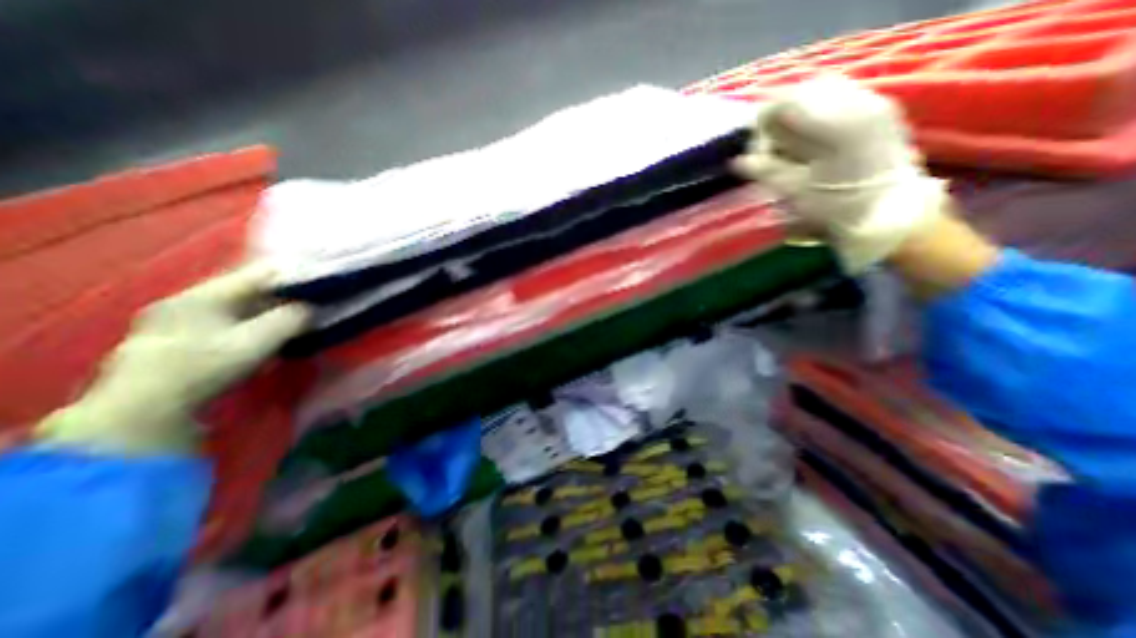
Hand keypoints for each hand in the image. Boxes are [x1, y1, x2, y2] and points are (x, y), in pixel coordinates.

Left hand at [34, 267, 309, 454]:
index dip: (293, 276)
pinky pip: (225, 322)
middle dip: (282, 296)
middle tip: (312, 304)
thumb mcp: (257, 342)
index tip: (321, 284)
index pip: (259, 273)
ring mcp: (176, 321)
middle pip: (247, 290)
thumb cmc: (204, 369)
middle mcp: (186, 300)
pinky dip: (250, 324)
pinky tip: (262, 337)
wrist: (143, 414)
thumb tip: (312, 308)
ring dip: (267, 312)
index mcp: (203, 294)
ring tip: (294, 321)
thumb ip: (290, 320)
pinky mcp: (176, 341)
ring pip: (236, 307)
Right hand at [733, 74, 945, 274]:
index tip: (751, 142)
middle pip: (805, 91)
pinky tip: (810, 138)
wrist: (891, 215)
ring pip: (823, 91)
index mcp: (834, 123)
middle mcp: (858, 102)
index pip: (786, 101)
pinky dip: (817, 115)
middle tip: (767, 144)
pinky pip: (840, 99)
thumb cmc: (837, 207)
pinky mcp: (880, 111)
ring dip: (798, 114)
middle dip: (780, 115)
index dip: (762, 119)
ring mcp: (873, 103)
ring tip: (787, 142)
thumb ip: (765, 170)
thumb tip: (737, 161)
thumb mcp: (794, 191)